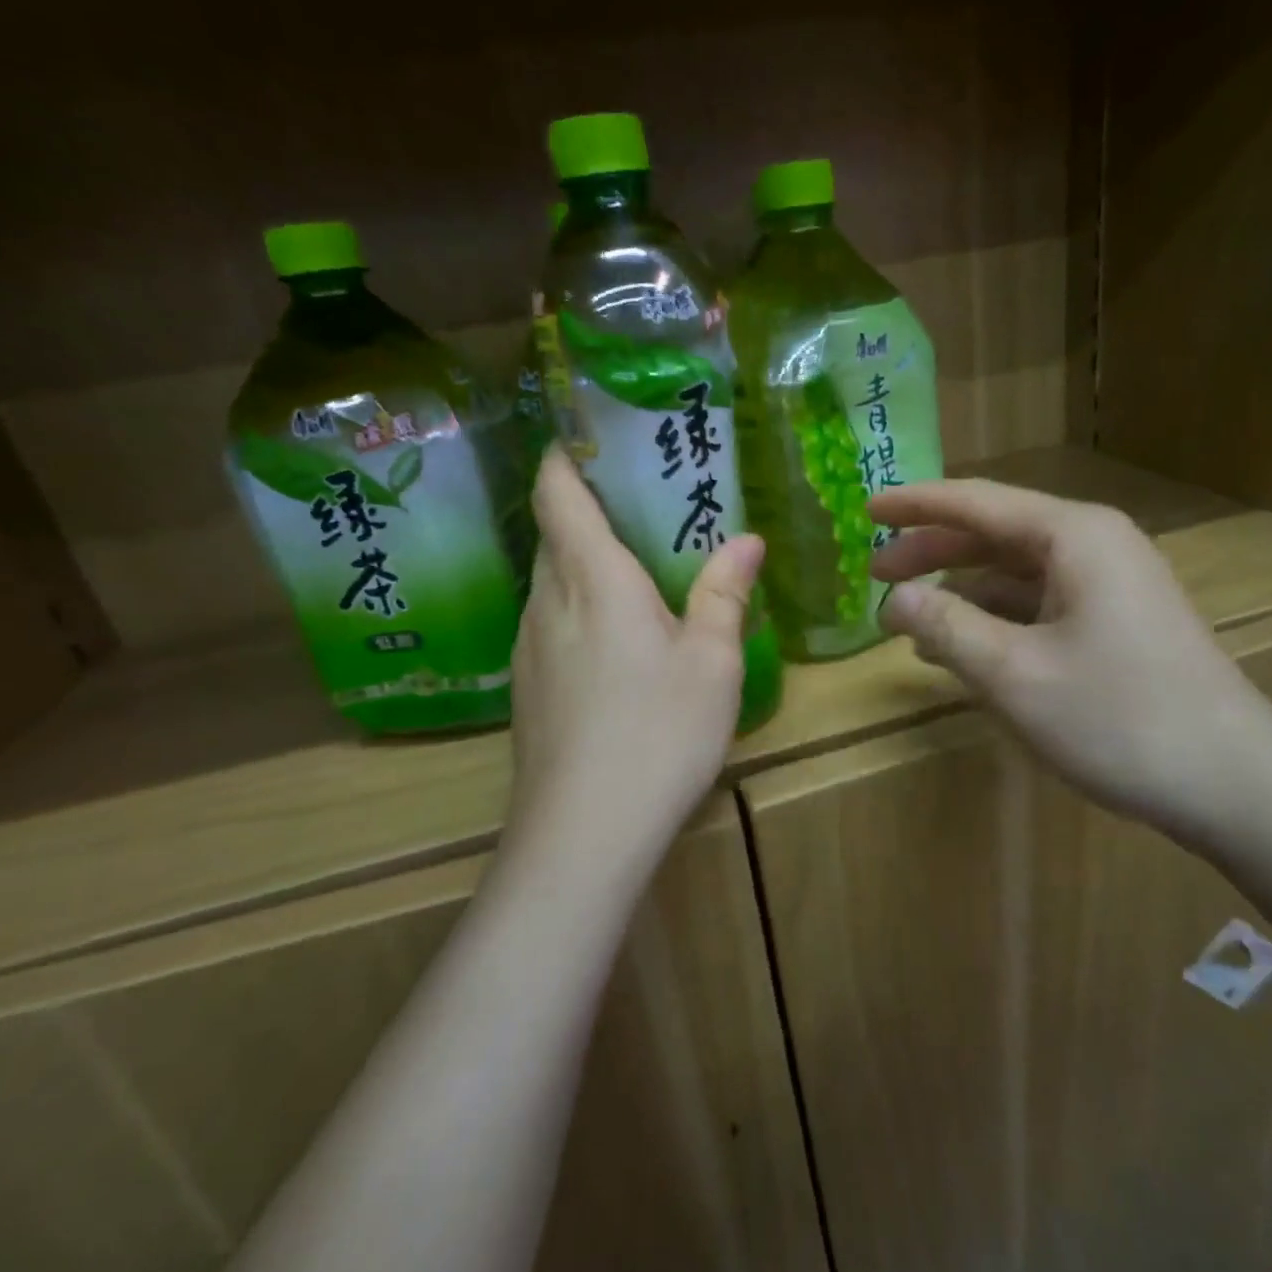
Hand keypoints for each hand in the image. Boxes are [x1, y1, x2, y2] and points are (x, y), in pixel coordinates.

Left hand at [505, 449, 764, 875]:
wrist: (583, 834)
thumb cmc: (658, 732)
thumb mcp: (712, 661)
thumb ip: (724, 593)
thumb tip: (746, 540)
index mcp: (592, 579)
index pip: (558, 494)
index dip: (564, 458)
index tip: (587, 438)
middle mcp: (547, 602)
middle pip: (553, 536)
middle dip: (585, 512)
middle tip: (641, 508)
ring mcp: (528, 649)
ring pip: (550, 584)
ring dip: (583, 566)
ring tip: (635, 574)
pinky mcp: (526, 690)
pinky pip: (550, 625)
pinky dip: (578, 611)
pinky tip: (616, 646)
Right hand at [869, 479, 1271, 848]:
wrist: (1234, 784)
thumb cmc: (1119, 718)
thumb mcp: (1014, 674)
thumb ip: (947, 626)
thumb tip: (893, 599)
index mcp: (1073, 535)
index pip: (976, 502)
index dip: (915, 504)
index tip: (865, 509)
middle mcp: (1094, 545)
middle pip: (994, 533)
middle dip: (932, 551)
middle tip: (875, 573)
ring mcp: (1110, 584)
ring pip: (1016, 572)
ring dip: (961, 590)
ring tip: (909, 620)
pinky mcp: (1116, 621)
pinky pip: (1039, 604)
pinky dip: (995, 618)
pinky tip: (964, 647)